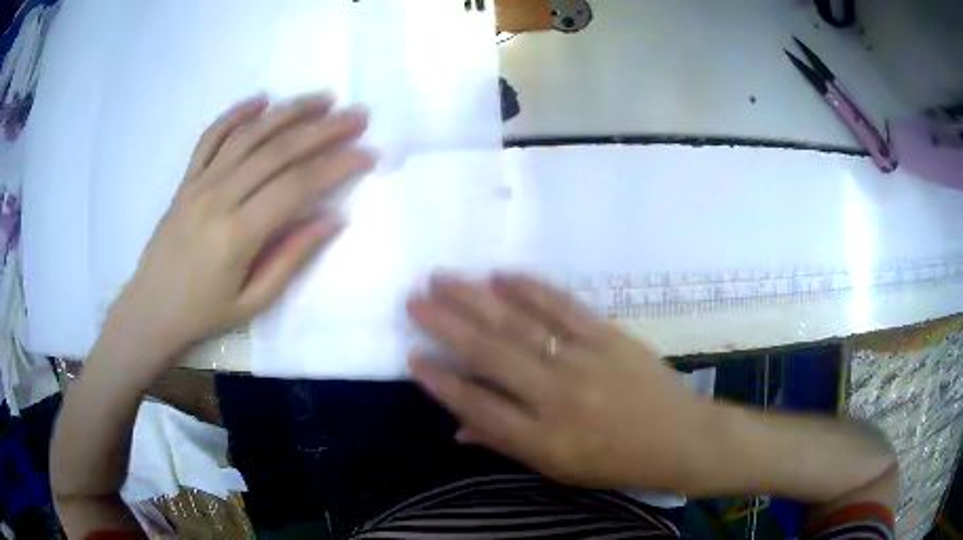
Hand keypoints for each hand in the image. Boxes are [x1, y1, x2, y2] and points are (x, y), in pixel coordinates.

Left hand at [103, 93, 373, 370]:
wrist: (151, 310)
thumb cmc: (203, 313)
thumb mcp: (254, 301)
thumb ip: (292, 257)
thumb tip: (334, 219)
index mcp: (238, 233)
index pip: (297, 185)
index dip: (337, 166)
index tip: (368, 154)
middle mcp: (219, 197)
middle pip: (278, 151)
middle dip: (324, 129)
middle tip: (357, 115)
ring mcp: (199, 183)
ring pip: (249, 134)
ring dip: (289, 111)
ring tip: (323, 98)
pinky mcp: (186, 179)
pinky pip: (210, 137)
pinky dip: (235, 113)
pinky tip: (261, 99)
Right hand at [407, 274, 706, 490]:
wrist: (679, 437)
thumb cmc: (616, 462)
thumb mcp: (558, 470)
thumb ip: (505, 444)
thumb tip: (457, 427)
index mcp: (543, 440)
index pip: (478, 407)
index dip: (441, 382)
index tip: (412, 356)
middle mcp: (557, 397)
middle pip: (491, 355)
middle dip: (446, 325)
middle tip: (414, 300)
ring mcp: (584, 361)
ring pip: (519, 325)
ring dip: (476, 299)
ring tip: (443, 279)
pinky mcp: (608, 336)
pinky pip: (562, 307)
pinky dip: (529, 289)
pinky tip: (500, 275)